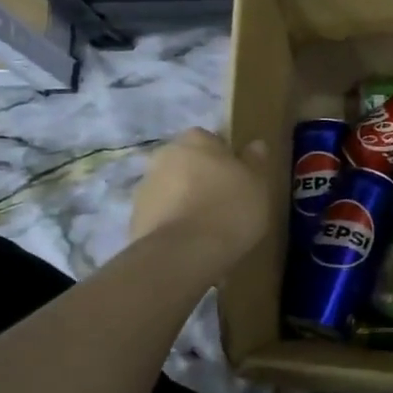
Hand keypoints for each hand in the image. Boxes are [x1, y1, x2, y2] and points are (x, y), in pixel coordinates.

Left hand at [129, 129, 270, 269]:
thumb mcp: (257, 185)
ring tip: (206, 227)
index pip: (211, 140)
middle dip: (201, 178)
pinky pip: (160, 214)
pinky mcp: (134, 217)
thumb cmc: (229, 209)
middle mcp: (165, 155)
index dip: (225, 160)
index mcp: (196, 140)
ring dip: (184, 200)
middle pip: (188, 163)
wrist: (182, 253)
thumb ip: (255, 162)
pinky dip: (172, 223)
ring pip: (171, 188)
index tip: (237, 181)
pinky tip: (189, 242)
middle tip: (223, 203)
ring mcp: (145, 186)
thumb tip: (255, 144)